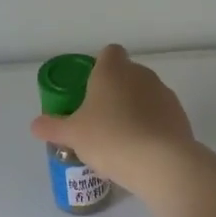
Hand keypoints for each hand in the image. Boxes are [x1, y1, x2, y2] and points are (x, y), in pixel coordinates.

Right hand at [28, 44, 193, 189]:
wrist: (160, 162)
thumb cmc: (110, 138)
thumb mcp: (73, 135)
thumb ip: (53, 127)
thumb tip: (35, 125)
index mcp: (113, 70)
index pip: (108, 53)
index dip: (98, 68)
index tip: (89, 91)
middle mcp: (141, 74)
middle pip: (126, 76)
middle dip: (114, 93)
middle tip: (99, 121)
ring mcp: (164, 94)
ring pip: (144, 97)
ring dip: (134, 111)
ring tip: (121, 141)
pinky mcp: (180, 116)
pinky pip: (159, 117)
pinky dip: (151, 128)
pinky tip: (141, 152)